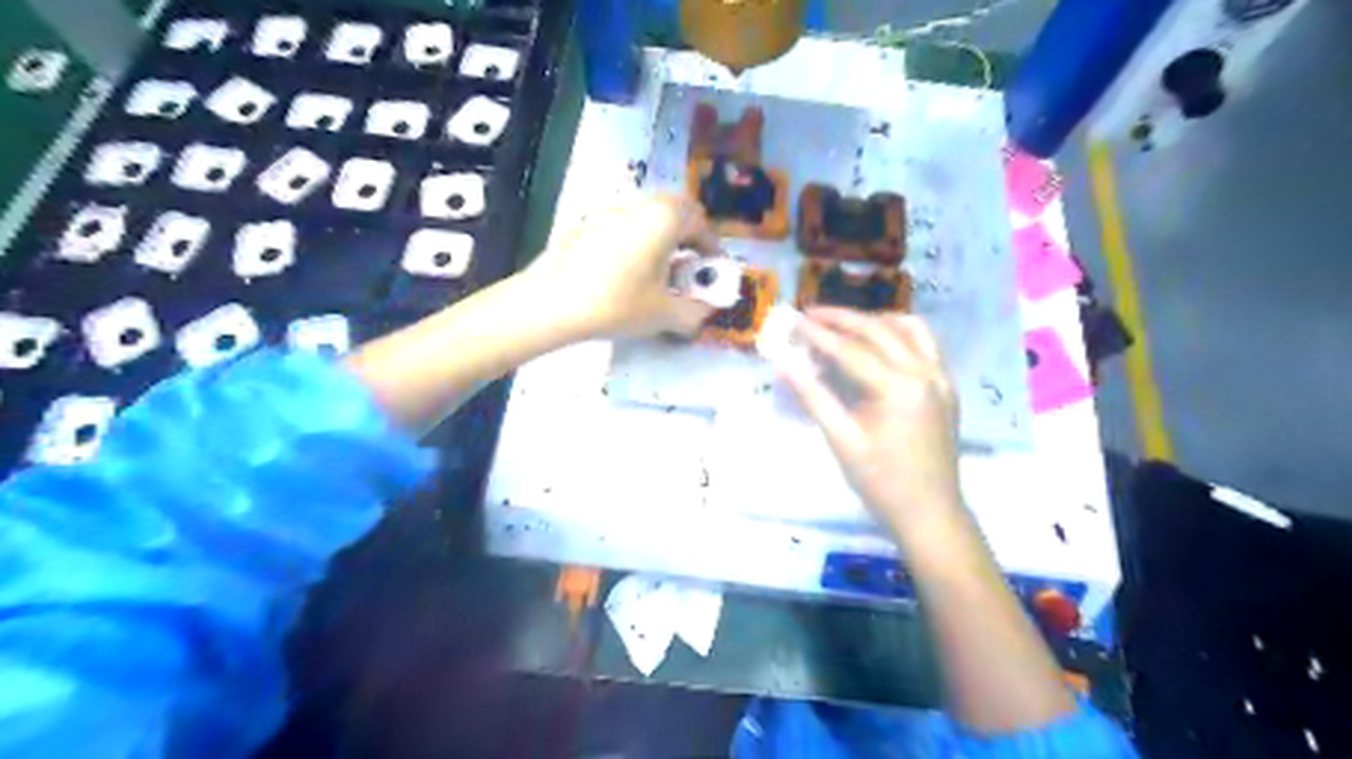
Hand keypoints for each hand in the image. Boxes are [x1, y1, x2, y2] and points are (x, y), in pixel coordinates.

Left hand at [522, 192, 723, 337]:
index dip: (712, 246)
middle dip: (688, 233)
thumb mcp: (663, 314)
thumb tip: (705, 314)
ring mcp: (609, 212)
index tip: (714, 269)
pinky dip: (636, 241)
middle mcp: (639, 206)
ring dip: (661, 235)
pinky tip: (626, 271)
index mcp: (664, 219)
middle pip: (674, 208)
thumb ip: (693, 313)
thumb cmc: (617, 303)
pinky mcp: (586, 225)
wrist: (552, 302)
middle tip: (691, 261)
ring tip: (660, 269)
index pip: (700, 222)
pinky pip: (623, 225)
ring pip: (646, 215)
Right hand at [777, 307, 965, 539]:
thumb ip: (813, 397)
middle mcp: (925, 373)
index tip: (793, 321)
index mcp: (898, 389)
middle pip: (879, 331)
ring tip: (844, 324)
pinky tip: (880, 342)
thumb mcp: (842, 441)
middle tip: (811, 315)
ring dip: (874, 320)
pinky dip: (900, 333)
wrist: (930, 513)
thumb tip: (782, 364)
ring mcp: (941, 378)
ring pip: (908, 329)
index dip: (818, 334)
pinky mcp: (947, 387)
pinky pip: (926, 344)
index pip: (851, 350)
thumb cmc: (881, 483)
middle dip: (843, 319)